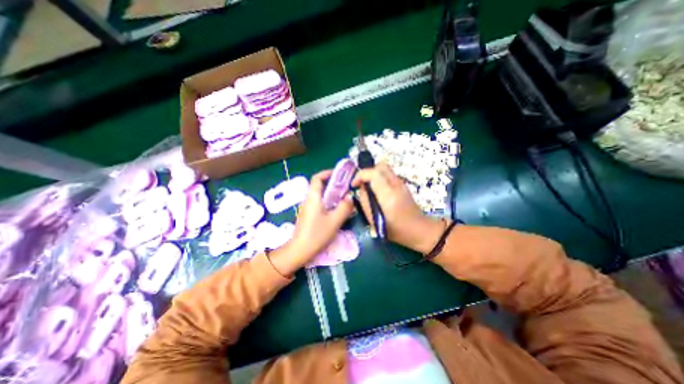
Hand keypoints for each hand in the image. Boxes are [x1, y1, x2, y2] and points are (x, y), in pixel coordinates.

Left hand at [267, 170, 352, 275]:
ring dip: (331, 194)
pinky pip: (318, 204)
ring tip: (343, 199)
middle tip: (345, 188)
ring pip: (319, 196)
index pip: (317, 178)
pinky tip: (335, 211)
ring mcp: (307, 208)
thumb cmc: (317, 234)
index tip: (338, 174)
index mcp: (313, 197)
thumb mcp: (335, 221)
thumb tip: (350, 197)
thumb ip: (344, 207)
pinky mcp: (307, 216)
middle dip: (332, 185)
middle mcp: (308, 200)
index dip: (327, 173)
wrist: (300, 250)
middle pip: (319, 186)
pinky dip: (327, 203)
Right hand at [353, 162, 443, 253]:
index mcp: (389, 195)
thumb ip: (365, 201)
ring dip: (373, 174)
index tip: (354, 185)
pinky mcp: (403, 184)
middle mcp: (396, 185)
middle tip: (361, 184)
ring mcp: (401, 183)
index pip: (374, 173)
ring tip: (368, 187)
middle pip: (380, 166)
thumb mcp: (374, 220)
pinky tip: (377, 190)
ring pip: (385, 169)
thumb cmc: (396, 230)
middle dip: (367, 172)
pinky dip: (379, 177)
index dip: (360, 175)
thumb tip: (361, 189)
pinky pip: (388, 174)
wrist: (419, 229)